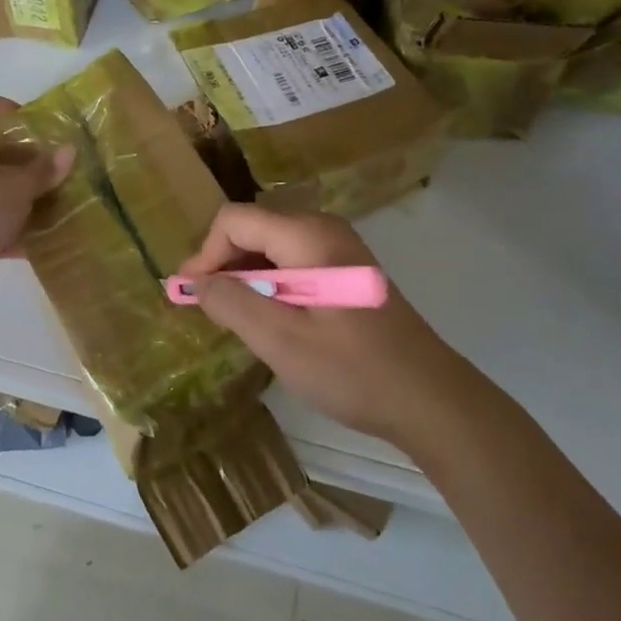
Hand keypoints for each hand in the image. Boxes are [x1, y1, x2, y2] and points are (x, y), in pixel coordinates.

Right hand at [178, 204, 461, 445]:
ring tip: (231, 315)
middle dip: (222, 262)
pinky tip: (267, 316)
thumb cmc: (354, 371)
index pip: (236, 220)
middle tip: (205, 306)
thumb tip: (194, 281)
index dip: (206, 253)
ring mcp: (339, 248)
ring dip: (244, 274)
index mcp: (308, 236)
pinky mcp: (347, 270)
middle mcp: (324, 228)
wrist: (431, 399)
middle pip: (254, 227)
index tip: (189, 294)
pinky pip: (294, 260)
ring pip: (272, 245)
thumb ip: (233, 304)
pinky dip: (270, 281)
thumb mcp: (282, 341)